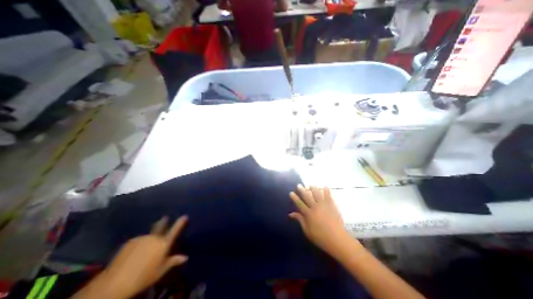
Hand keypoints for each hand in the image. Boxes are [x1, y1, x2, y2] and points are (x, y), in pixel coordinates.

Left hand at [98, 216, 187, 297]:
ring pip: (149, 234)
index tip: (185, 216)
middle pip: (161, 225)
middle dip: (164, 220)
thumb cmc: (143, 277)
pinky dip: (140, 243)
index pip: (175, 229)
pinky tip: (135, 253)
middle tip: (165, 218)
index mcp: (164, 243)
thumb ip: (174, 261)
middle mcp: (154, 237)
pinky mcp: (130, 242)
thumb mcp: (161, 271)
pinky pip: (138, 240)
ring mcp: (142, 238)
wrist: (114, 283)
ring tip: (146, 247)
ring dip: (150, 237)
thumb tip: (186, 257)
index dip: (180, 222)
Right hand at [288, 184, 356, 256]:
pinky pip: (328, 196)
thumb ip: (299, 220)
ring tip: (310, 185)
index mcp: (308, 214)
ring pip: (317, 193)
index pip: (299, 203)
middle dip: (302, 190)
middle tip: (299, 185)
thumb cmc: (320, 237)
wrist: (337, 239)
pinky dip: (326, 190)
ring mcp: (323, 205)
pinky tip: (325, 186)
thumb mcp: (307, 231)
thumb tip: (291, 214)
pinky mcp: (331, 205)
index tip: (291, 192)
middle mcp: (315, 207)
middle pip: (307, 196)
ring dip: (313, 188)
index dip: (294, 198)